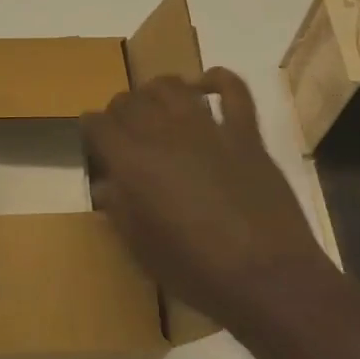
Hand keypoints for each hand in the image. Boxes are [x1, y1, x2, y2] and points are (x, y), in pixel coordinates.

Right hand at [83, 68, 333, 332]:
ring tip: (157, 105)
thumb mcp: (141, 247)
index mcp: (132, 161)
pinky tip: (208, 84)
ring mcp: (207, 128)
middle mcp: (163, 133)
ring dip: (157, 90)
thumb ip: (119, 209)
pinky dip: (219, 80)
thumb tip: (107, 185)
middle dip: (120, 110)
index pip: (97, 123)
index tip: (94, 141)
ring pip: (171, 86)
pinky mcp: (245, 133)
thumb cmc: (196, 271)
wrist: (267, 278)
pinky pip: (233, 90)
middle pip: (129, 100)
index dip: (91, 129)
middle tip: (124, 130)